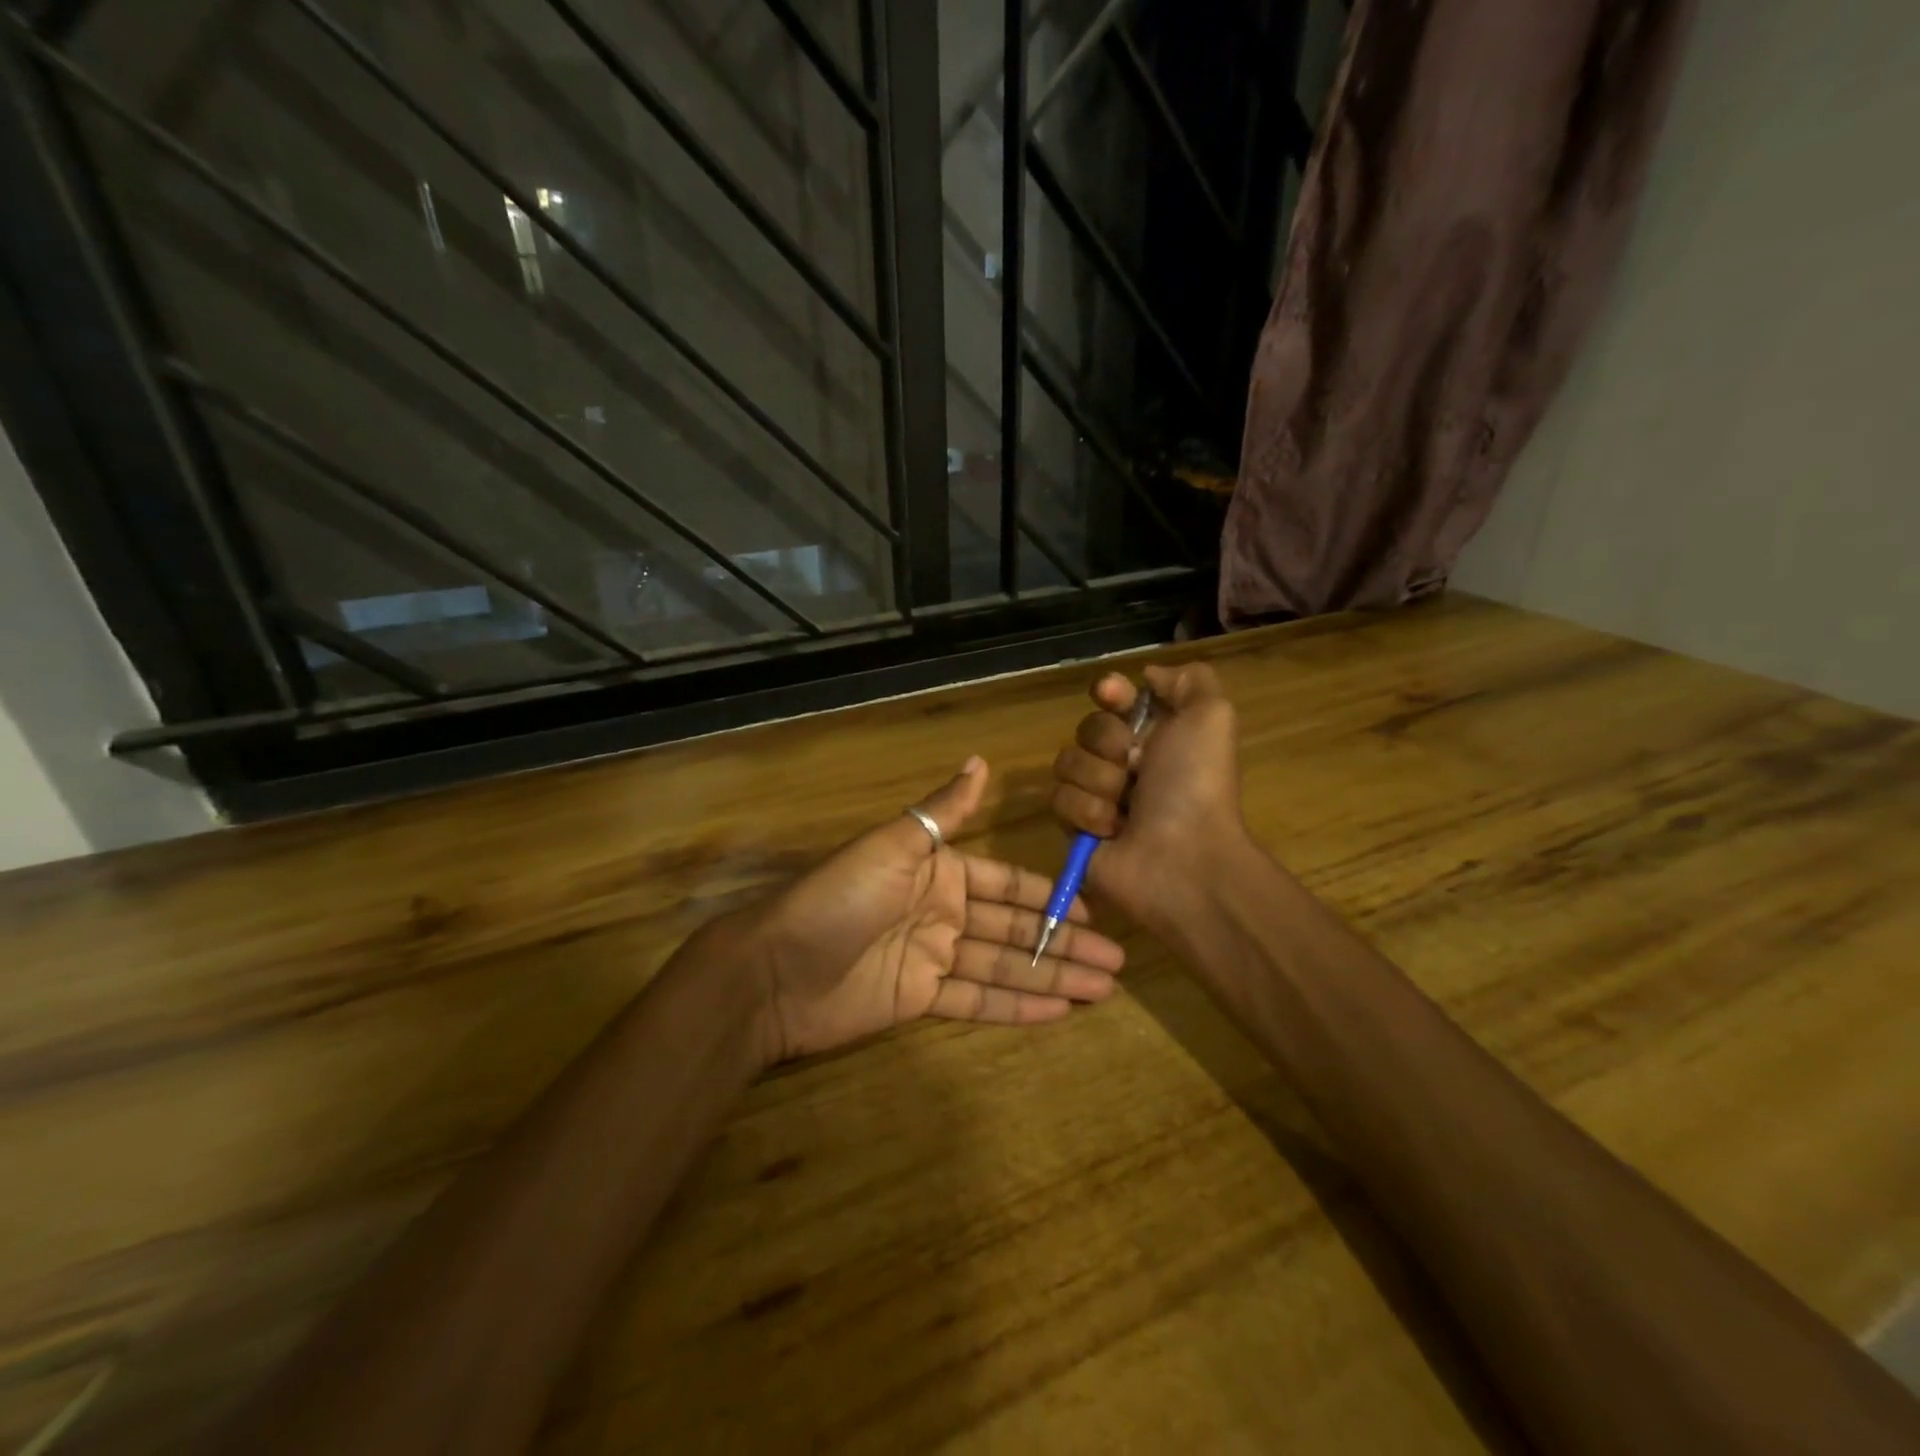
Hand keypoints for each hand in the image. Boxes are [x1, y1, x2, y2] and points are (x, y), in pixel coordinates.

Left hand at [744, 757, 1126, 1061]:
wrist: (775, 970)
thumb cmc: (839, 899)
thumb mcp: (893, 845)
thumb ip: (943, 812)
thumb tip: (981, 760)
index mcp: (938, 871)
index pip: (1006, 883)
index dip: (1048, 896)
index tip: (1092, 910)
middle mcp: (941, 912)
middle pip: (1014, 929)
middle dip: (1063, 943)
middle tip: (1116, 962)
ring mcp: (932, 958)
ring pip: (1003, 967)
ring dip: (1051, 977)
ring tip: (1103, 988)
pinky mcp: (920, 1000)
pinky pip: (977, 1001)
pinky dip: (1017, 1007)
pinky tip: (1058, 1011)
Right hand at [1050, 663, 1247, 932]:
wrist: (1183, 857)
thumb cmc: (1195, 785)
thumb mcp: (1211, 716)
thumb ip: (1188, 680)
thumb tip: (1146, 675)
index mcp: (1156, 734)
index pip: (1114, 696)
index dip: (1110, 691)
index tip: (1112, 694)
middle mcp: (1125, 761)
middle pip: (1087, 727)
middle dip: (1109, 744)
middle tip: (1137, 768)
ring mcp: (1098, 794)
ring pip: (1067, 762)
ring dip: (1100, 782)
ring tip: (1127, 808)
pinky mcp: (1075, 827)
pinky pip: (1059, 800)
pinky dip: (1088, 813)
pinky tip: (1113, 831)